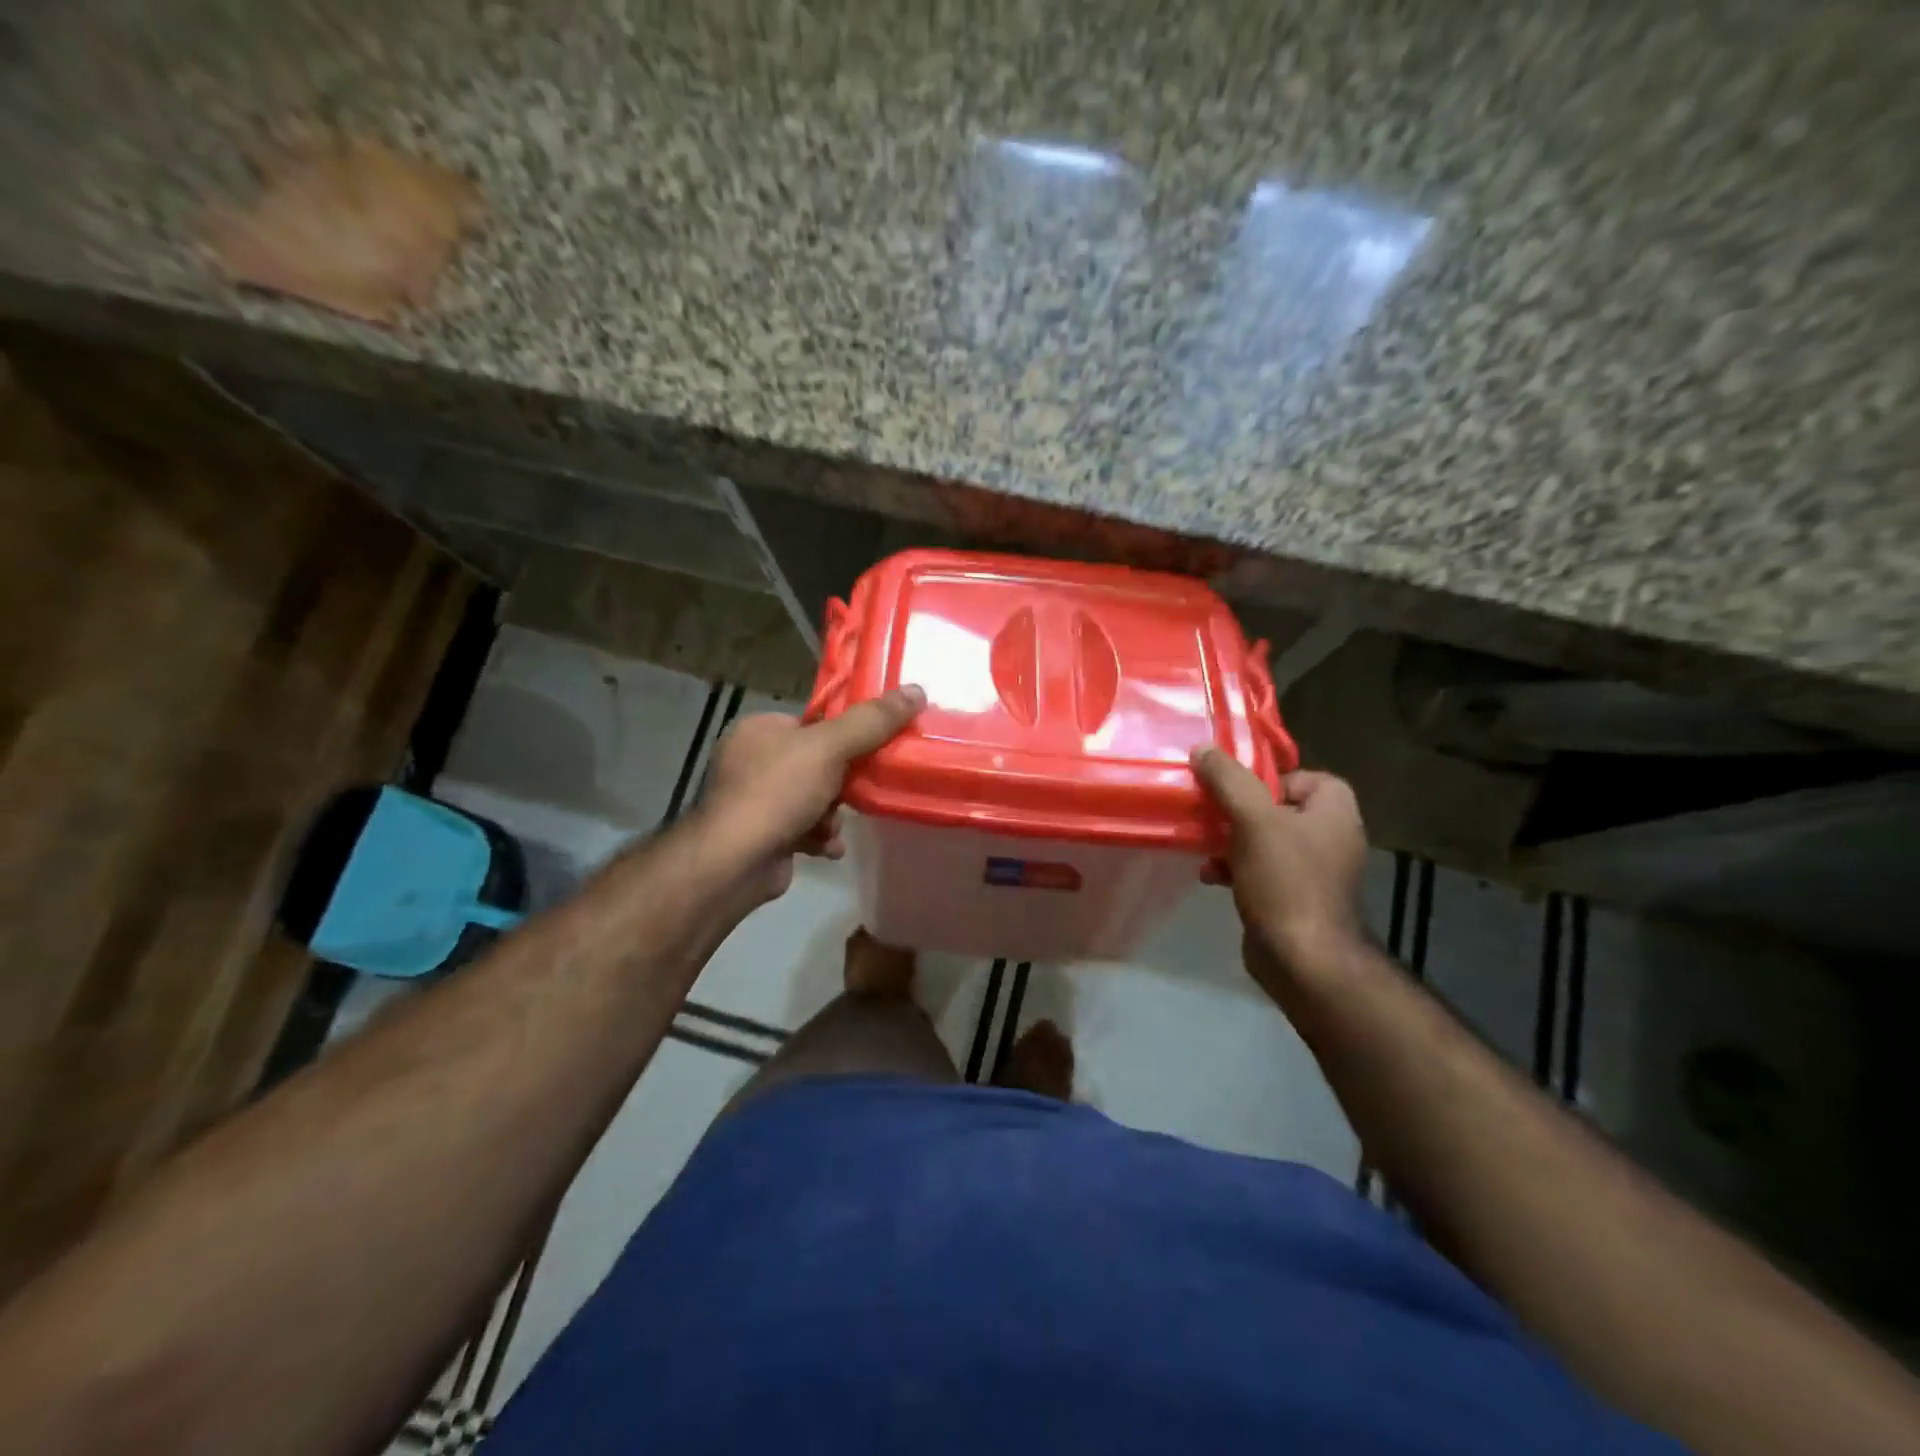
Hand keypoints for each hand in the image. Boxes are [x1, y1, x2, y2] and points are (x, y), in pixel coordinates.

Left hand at [695, 686, 925, 901]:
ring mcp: (754, 800)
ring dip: (832, 814)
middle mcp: (751, 760)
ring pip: (814, 797)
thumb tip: (917, 690)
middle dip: (841, 784)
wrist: (735, 862)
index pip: (812, 722)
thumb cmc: (778, 792)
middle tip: (856, 793)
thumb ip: (872, 721)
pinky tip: (827, 847)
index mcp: (759, 729)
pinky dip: (819, 837)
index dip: (845, 735)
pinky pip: (803, 827)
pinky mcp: (762, 834)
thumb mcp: (830, 747)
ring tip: (832, 826)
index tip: (872, 750)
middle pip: (818, 762)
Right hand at [1190, 748, 1369, 992]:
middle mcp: (1330, 836)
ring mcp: (1313, 870)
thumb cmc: (1286, 880)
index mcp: (1334, 810)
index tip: (1234, 789)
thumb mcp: (1253, 820)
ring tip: (1202, 844)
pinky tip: (1209, 874)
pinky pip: (1259, 869)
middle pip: (1275, 806)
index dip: (1266, 778)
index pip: (1301, 775)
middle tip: (1209, 812)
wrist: (1303, 959)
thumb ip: (1228, 780)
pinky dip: (1234, 867)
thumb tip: (1203, 749)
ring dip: (1230, 839)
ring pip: (1263, 839)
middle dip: (1237, 810)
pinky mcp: (1293, 897)